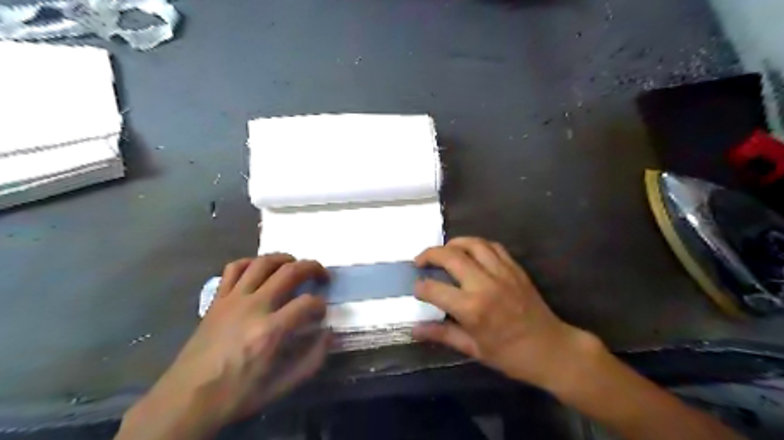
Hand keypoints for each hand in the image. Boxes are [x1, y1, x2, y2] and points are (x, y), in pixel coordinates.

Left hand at [116, 256, 329, 438]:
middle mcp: (254, 306)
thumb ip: (312, 360)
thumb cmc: (236, 395)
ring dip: (285, 258)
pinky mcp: (217, 299)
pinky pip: (234, 268)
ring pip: (263, 262)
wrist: (186, 400)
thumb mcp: (281, 387)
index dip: (321, 305)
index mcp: (270, 331)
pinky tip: (260, 270)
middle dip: (313, 268)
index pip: (308, 303)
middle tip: (322, 276)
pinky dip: (251, 262)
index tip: (322, 313)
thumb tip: (329, 334)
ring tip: (295, 265)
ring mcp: (233, 299)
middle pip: (290, 271)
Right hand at [413, 237, 598, 387]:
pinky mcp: (515, 268)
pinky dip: (477, 244)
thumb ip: (442, 334)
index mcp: (471, 308)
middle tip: (420, 261)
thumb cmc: (509, 355)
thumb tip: (414, 329)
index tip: (416, 288)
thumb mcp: (472, 349)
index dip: (420, 287)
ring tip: (443, 251)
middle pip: (450, 256)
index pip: (434, 289)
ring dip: (453, 243)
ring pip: (472, 244)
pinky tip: (470, 252)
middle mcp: (484, 284)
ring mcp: (502, 272)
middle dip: (429, 254)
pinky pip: (493, 246)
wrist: (551, 349)